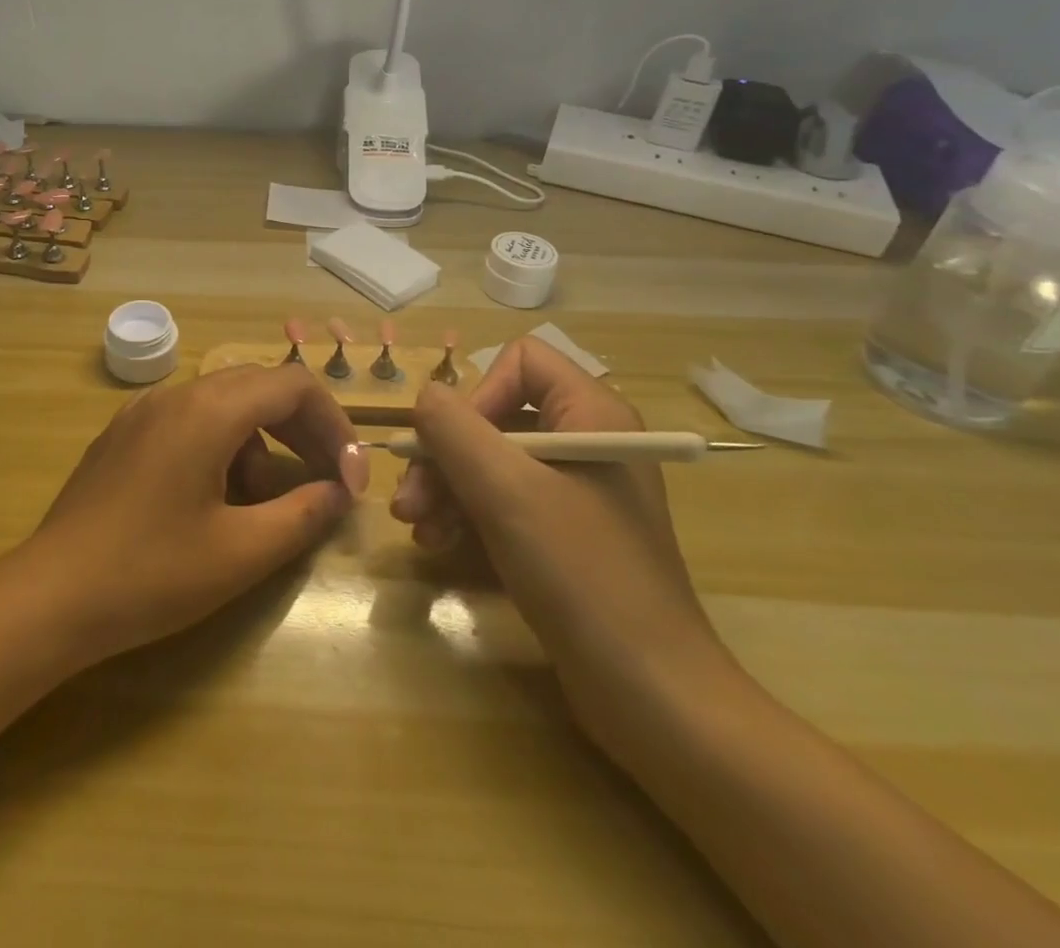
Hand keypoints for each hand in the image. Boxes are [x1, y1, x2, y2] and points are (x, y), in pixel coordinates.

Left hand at [25, 364, 368, 664]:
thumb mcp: (240, 552)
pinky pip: (189, 421)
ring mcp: (143, 411)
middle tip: (326, 483)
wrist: (50, 596)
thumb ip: (302, 515)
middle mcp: (176, 394)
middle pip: (259, 388)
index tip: (348, 479)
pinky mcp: (123, 434)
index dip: (334, 425)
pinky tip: (213, 499)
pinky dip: (221, 446)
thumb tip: (338, 493)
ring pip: (224, 405)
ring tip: (262, 505)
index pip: (293, 386)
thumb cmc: (151, 573)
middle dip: (302, 431)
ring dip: (259, 443)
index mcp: (209, 410)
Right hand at [393, 338, 730, 751]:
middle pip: (495, 416)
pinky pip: (504, 501)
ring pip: (491, 461)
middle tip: (407, 501)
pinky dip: (467, 516)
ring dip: (446, 489)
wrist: (652, 696)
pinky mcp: (565, 534)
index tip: (450, 446)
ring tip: (417, 530)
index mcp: (591, 413)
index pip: (519, 362)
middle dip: (444, 455)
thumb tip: (424, 396)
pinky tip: (439, 545)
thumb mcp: (506, 491)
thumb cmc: (581, 575)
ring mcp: (576, 491)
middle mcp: (585, 440)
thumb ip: (454, 429)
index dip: (477, 395)